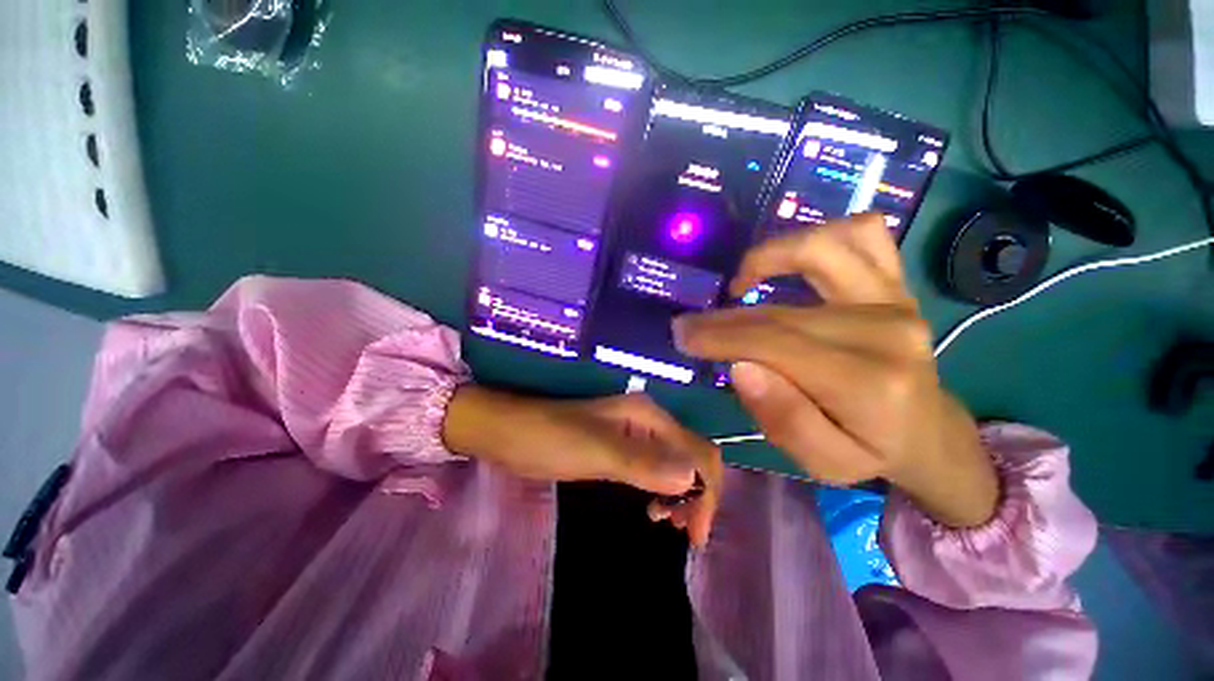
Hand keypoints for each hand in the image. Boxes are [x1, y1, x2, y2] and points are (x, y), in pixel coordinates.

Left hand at [443, 387, 721, 545]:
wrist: (510, 432)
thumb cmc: (549, 438)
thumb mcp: (595, 451)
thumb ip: (643, 463)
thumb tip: (691, 480)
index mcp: (649, 415)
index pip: (697, 450)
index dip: (706, 491)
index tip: (695, 533)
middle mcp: (649, 421)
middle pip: (691, 456)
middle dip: (697, 494)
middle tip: (684, 533)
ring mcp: (635, 434)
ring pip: (676, 464)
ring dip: (681, 494)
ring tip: (665, 521)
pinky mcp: (621, 448)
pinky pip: (656, 468)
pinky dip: (663, 489)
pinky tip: (652, 507)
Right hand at [673, 213, 997, 527]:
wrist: (926, 430)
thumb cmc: (869, 449)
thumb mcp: (823, 462)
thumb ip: (783, 419)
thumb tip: (741, 367)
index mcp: (870, 383)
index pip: (775, 344)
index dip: (720, 337)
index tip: (683, 336)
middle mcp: (887, 330)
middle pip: (783, 311)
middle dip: (724, 318)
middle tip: (690, 326)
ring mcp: (896, 299)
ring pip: (822, 250)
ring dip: (768, 258)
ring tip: (740, 282)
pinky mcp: (896, 283)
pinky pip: (864, 233)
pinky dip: (821, 235)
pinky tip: (793, 260)